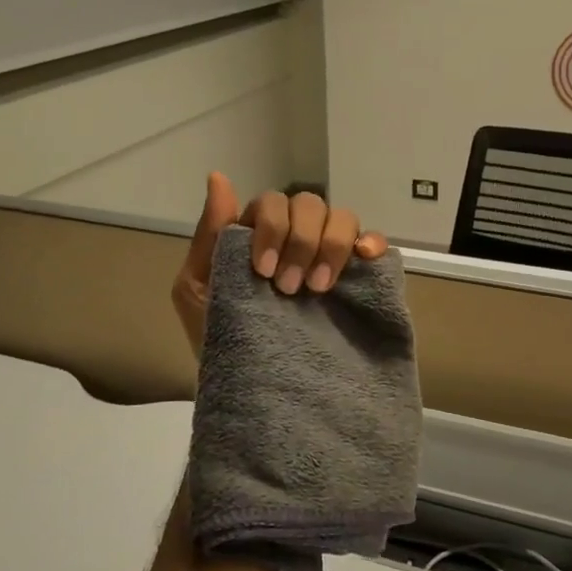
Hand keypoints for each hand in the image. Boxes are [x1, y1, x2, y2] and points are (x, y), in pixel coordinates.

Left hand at [171, 173, 388, 353]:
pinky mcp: (357, 281)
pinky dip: (372, 241)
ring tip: (319, 289)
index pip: (273, 203)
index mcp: (259, 236)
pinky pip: (373, 243)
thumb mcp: (197, 290)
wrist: (253, 393)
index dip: (271, 228)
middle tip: (289, 289)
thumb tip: (218, 178)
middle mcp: (296, 239)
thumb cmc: (217, 341)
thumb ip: (208, 236)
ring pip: (342, 217)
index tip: (263, 272)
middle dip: (299, 240)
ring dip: (331, 245)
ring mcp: (327, 259)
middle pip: (309, 204)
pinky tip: (364, 258)